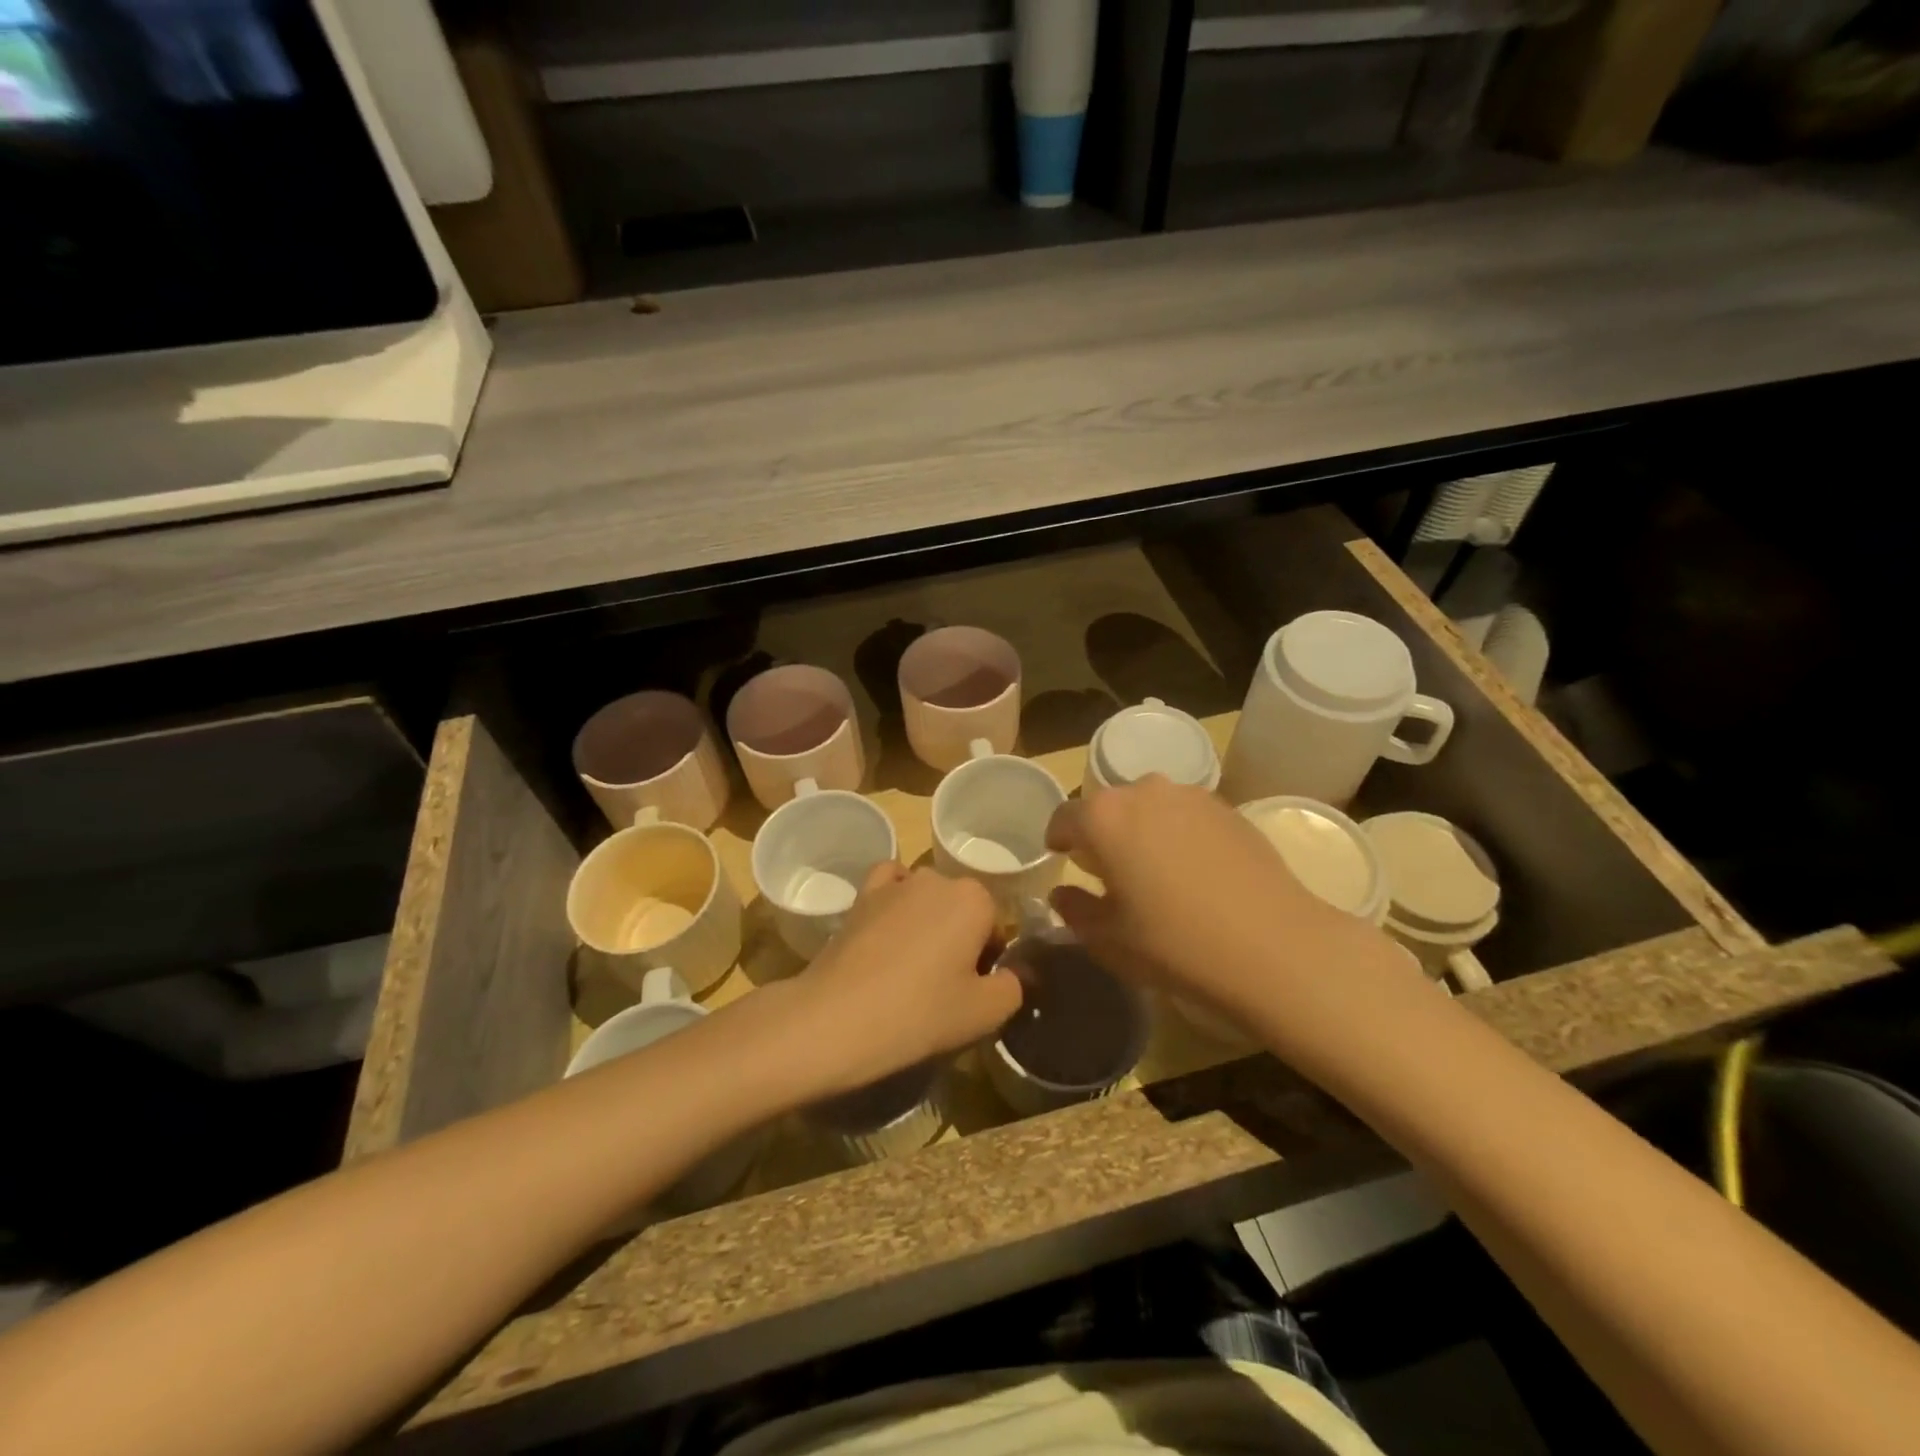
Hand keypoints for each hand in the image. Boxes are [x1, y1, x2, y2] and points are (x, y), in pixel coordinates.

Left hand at [781, 864, 1020, 1098]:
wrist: (839, 1017)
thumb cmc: (922, 1012)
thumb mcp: (985, 1012)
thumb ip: (1013, 986)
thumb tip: (1012, 974)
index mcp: (975, 898)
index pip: (995, 925)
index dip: (988, 959)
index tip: (971, 990)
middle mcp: (937, 878)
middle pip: (961, 908)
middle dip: (959, 938)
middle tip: (943, 985)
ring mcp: (895, 884)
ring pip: (926, 898)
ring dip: (926, 923)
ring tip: (910, 968)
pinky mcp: (861, 897)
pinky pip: (888, 887)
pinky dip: (894, 901)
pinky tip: (887, 932)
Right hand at [1046, 777, 1394, 1022]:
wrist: (1273, 947)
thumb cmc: (1174, 944)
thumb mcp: (1108, 939)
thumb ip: (1074, 909)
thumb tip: (1062, 893)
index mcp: (1104, 817)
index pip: (1064, 817)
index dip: (1058, 839)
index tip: (1061, 858)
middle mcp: (1143, 791)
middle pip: (1108, 806)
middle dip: (1101, 833)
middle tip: (1108, 871)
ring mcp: (1190, 795)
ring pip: (1148, 806)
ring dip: (1140, 829)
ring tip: (1153, 870)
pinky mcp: (1228, 808)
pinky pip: (1185, 814)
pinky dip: (1177, 833)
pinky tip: (1193, 871)